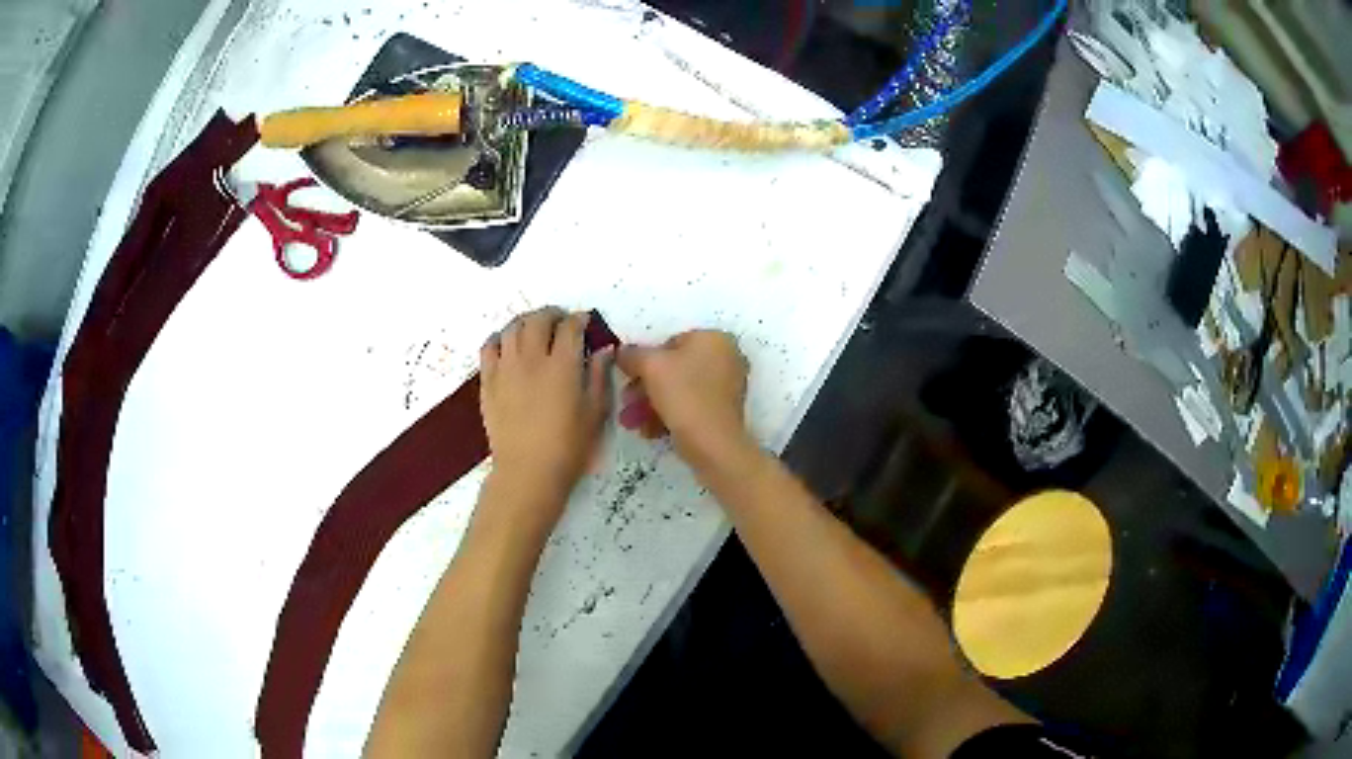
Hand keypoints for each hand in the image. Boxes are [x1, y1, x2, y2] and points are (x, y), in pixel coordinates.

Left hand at [480, 309, 612, 509]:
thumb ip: (600, 375)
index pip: (570, 327)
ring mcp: (506, 368)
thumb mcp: (596, 412)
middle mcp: (532, 358)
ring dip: (526, 322)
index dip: (579, 319)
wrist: (528, 471)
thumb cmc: (569, 446)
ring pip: (512, 328)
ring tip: (534, 330)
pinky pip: (489, 347)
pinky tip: (507, 345)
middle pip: (538, 320)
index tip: (584, 322)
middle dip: (552, 314)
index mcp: (563, 365)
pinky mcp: (488, 381)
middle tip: (560, 321)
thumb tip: (604, 348)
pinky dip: (500, 338)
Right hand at [616, 331, 751, 468]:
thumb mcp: (650, 366)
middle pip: (674, 368)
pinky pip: (691, 406)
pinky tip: (649, 431)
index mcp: (715, 338)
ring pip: (680, 389)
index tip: (627, 379)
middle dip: (645, 386)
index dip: (644, 361)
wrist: (713, 444)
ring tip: (632, 422)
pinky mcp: (724, 412)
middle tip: (626, 402)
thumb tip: (622, 352)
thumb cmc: (684, 395)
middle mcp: (727, 358)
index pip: (670, 342)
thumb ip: (632, 354)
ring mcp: (728, 386)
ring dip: (651, 404)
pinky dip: (669, 415)